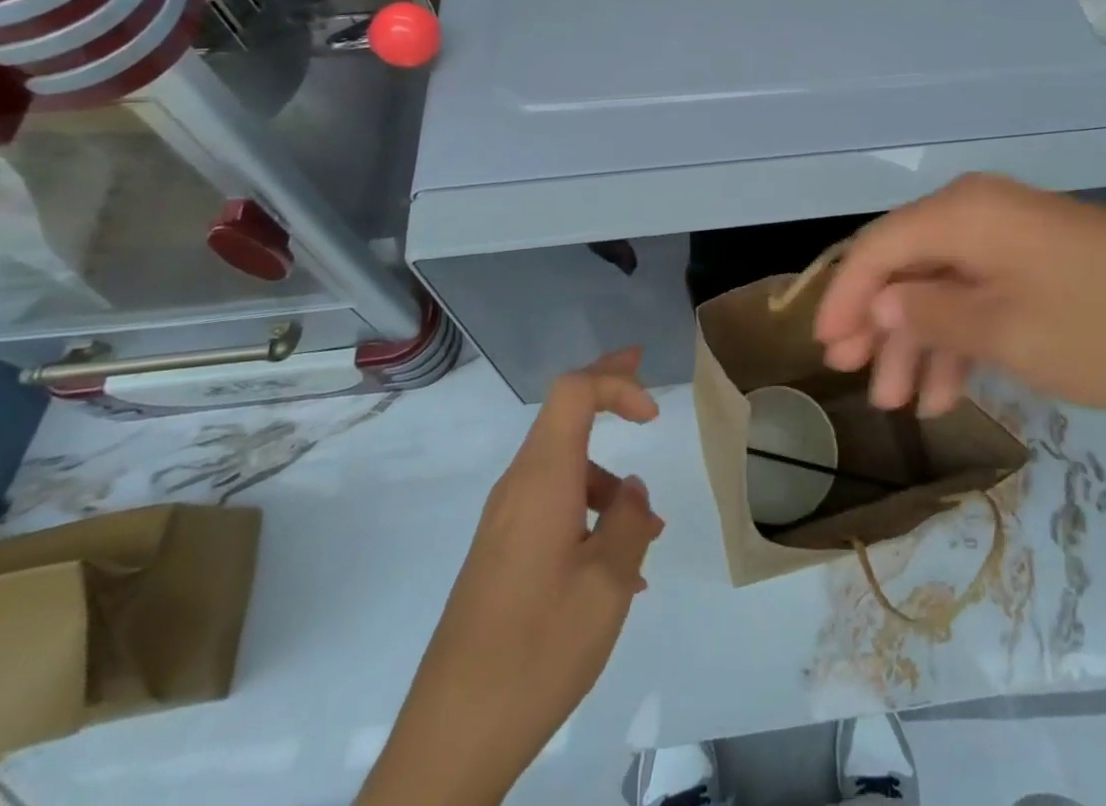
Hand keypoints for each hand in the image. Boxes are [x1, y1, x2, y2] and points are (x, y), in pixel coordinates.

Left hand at [361, 350, 662, 804]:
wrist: (452, 738)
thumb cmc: (539, 648)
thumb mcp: (608, 583)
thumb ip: (629, 521)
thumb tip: (629, 489)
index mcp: (543, 479)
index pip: (574, 392)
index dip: (616, 383)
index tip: (653, 415)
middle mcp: (518, 488)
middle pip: (563, 414)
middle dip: (607, 391)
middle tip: (641, 368)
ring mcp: (504, 524)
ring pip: (563, 470)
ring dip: (607, 483)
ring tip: (648, 535)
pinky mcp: (500, 556)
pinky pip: (551, 509)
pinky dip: (588, 516)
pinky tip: (615, 574)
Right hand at [813, 174, 1105, 418]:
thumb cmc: (1102, 328)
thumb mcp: (1002, 330)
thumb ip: (929, 314)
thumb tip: (880, 303)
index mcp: (964, 212)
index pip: (880, 246)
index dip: (846, 296)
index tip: (824, 348)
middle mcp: (983, 211)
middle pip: (910, 264)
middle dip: (881, 324)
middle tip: (858, 379)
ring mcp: (1018, 236)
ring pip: (946, 284)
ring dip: (921, 341)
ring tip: (904, 404)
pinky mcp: (1045, 263)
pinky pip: (984, 293)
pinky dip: (963, 338)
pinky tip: (952, 389)